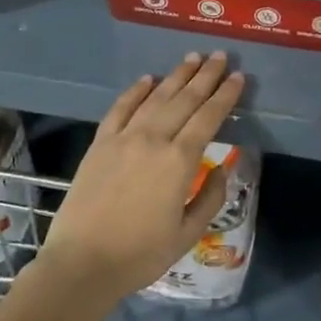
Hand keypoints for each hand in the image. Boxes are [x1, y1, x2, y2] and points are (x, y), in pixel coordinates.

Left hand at [37, 53, 244, 304]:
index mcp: (179, 161)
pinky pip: (120, 108)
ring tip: (192, 58)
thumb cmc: (140, 255)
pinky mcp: (100, 143)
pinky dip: (136, 91)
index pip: (208, 117)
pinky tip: (148, 79)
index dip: (225, 96)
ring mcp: (124, 138)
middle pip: (185, 99)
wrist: (81, 264)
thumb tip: (223, 167)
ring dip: (176, 76)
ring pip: (156, 97)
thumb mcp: (187, 234)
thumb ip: (210, 197)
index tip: (238, 77)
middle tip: (220, 56)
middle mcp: (154, 139)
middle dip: (206, 76)